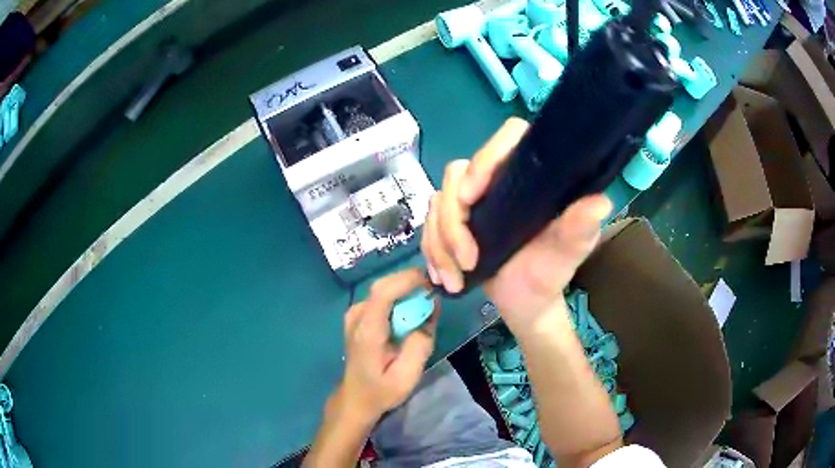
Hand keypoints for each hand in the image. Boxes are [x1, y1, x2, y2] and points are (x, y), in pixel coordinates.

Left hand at [335, 269, 438, 423]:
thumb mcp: (407, 376)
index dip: (408, 280)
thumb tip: (430, 314)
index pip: (384, 291)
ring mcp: (355, 313)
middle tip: (435, 295)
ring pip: (384, 289)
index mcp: (367, 330)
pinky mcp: (359, 315)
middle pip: (384, 285)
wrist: (356, 397)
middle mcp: (357, 315)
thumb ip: (420, 345)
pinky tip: (412, 312)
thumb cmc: (381, 390)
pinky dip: (400, 298)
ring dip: (407, 291)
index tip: (433, 283)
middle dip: (412, 283)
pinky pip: (382, 297)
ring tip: (427, 304)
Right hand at [421, 118, 611, 330]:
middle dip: (453, 222)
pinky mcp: (454, 221)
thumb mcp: (567, 256)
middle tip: (468, 261)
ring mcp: (473, 201)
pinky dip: (432, 252)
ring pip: (437, 203)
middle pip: (458, 174)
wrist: (525, 303)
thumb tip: (599, 203)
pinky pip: (428, 225)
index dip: (485, 158)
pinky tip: (443, 277)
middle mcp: (500, 180)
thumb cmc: (549, 276)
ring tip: (454, 280)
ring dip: (440, 244)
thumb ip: (579, 231)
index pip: (508, 138)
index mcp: (531, 177)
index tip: (472, 197)